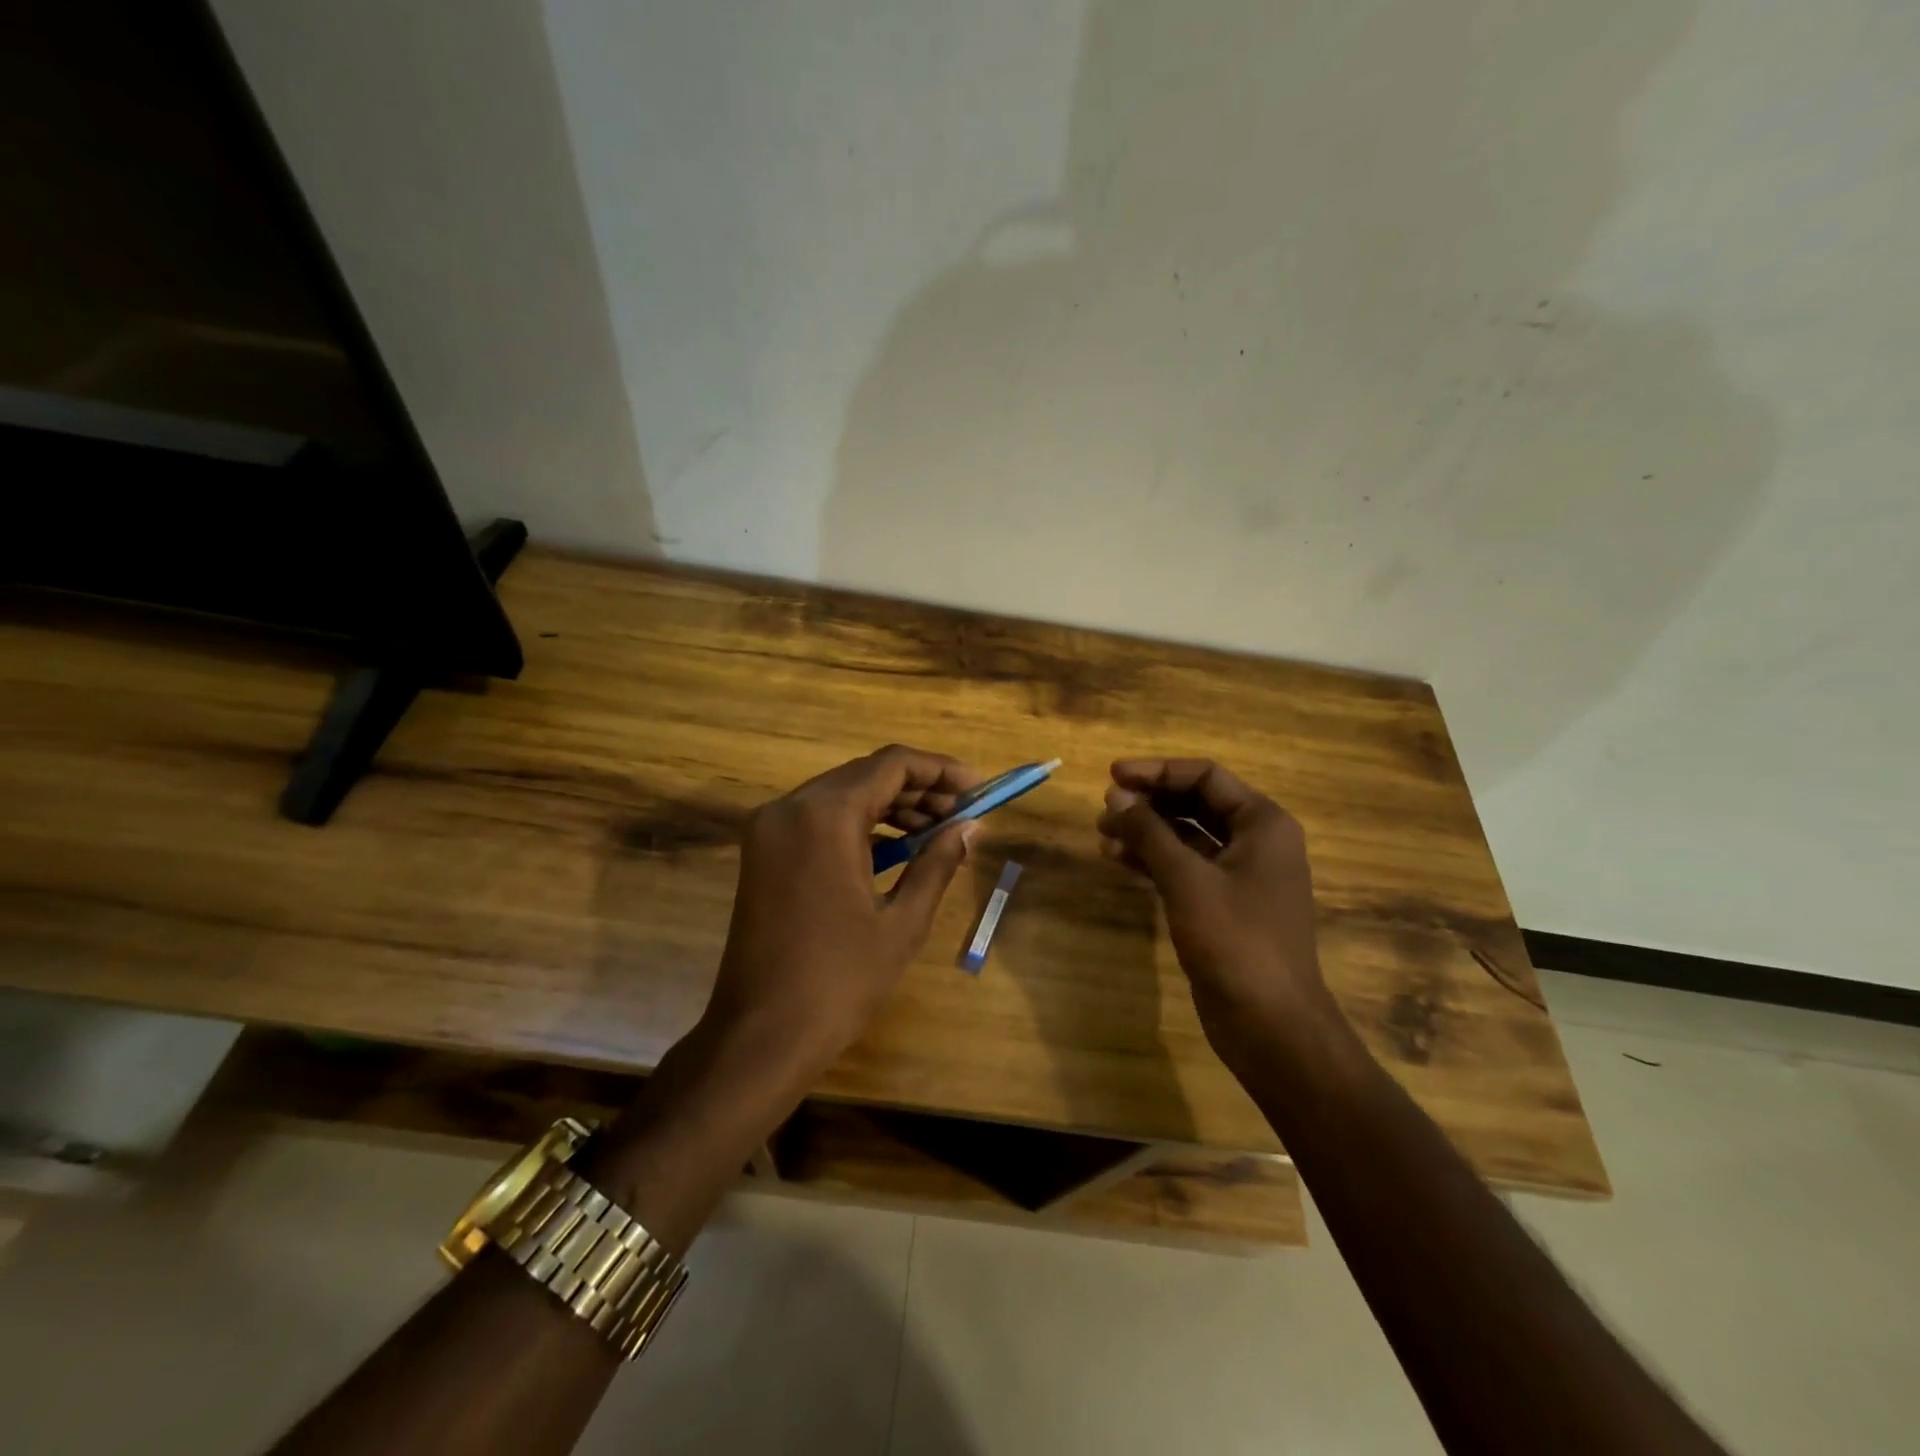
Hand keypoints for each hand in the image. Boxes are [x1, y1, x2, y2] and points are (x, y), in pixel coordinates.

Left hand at [702, 745, 981, 1080]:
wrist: (761, 1036)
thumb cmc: (840, 981)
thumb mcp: (903, 922)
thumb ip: (938, 863)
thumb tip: (971, 827)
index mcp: (825, 815)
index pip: (892, 764)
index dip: (941, 770)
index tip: (978, 788)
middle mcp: (791, 807)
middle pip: (865, 774)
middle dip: (918, 788)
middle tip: (962, 814)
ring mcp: (770, 829)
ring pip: (841, 794)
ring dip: (890, 805)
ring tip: (937, 830)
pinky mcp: (762, 852)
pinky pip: (818, 819)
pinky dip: (858, 824)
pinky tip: (895, 847)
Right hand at [1096, 758, 1336, 1066]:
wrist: (1271, 1024)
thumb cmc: (1235, 940)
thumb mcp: (1187, 879)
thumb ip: (1150, 832)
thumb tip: (1117, 797)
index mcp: (1262, 823)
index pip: (1205, 777)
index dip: (1157, 771)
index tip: (1113, 776)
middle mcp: (1255, 841)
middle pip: (1195, 804)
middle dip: (1149, 803)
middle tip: (1105, 810)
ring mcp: (1240, 875)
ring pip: (1186, 837)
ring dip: (1146, 832)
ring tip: (1103, 836)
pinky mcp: (1223, 905)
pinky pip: (1185, 867)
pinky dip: (1153, 860)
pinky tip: (1119, 861)